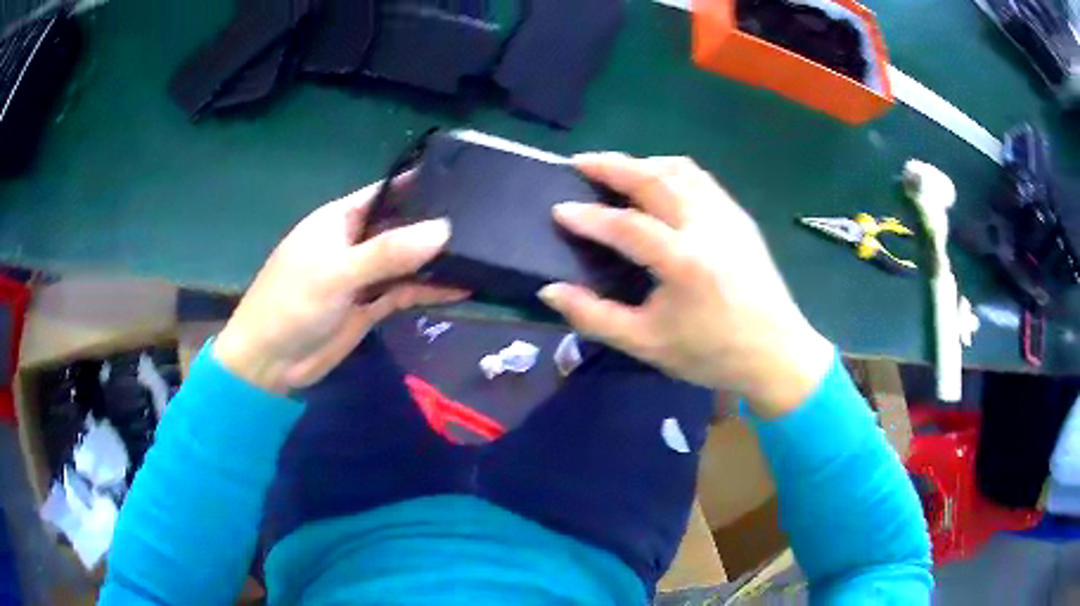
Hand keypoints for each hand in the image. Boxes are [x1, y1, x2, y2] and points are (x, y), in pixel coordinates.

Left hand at [215, 181, 465, 393]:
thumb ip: (388, 252)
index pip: (385, 193)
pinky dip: (428, 291)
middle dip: (434, 224)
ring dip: (435, 261)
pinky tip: (461, 289)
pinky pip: (404, 292)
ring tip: (482, 253)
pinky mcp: (370, 306)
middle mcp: (354, 242)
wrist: (270, 362)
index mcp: (339, 220)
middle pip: (400, 227)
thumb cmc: (292, 304)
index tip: (462, 181)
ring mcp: (363, 276)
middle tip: (485, 219)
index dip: (418, 185)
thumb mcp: (337, 272)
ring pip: (406, 262)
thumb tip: (443, 230)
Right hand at [538, 153, 832, 416]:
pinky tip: (658, 184)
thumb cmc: (712, 354)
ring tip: (616, 169)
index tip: (559, 209)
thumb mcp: (647, 345)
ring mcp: (728, 216)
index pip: (626, 225)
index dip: (588, 216)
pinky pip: (700, 179)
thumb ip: (595, 316)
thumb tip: (550, 290)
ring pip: (680, 170)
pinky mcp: (740, 217)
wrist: (776, 354)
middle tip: (580, 163)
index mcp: (684, 262)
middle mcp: (707, 227)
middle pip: (653, 179)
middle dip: (612, 165)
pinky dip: (671, 172)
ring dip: (643, 163)